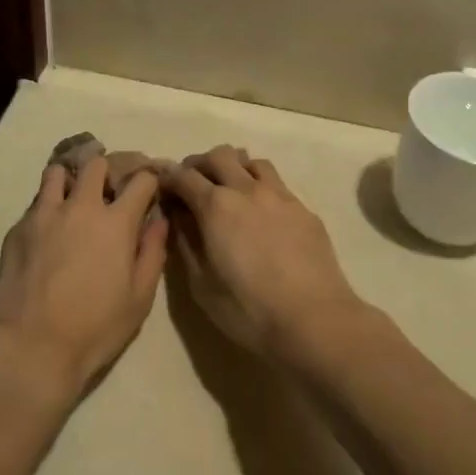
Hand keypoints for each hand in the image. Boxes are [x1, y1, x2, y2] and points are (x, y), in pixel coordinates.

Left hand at [0, 155, 168, 401]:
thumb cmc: (93, 328)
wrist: (29, 347)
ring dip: (70, 181)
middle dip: (106, 172)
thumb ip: (152, 253)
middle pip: (95, 164)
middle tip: (107, 194)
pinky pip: (36, 204)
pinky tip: (47, 235)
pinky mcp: (17, 228)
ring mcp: (44, 214)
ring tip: (72, 202)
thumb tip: (159, 221)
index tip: (148, 191)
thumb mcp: (139, 299)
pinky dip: (47, 209)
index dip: (148, 181)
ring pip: (57, 172)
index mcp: (115, 222)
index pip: (140, 180)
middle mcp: (80, 206)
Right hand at [160, 146, 362, 356]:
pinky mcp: (304, 209)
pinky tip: (262, 213)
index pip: (183, 176)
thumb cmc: (249, 309)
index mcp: (216, 206)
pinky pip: (277, 183)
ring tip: (230, 191)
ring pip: (252, 161)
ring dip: (235, 168)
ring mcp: (279, 195)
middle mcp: (247, 189)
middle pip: (219, 155)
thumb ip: (186, 243)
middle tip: (193, 184)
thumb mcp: (202, 285)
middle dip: (200, 164)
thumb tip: (177, 217)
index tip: (161, 185)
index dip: (168, 177)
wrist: (314, 319)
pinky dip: (260, 187)